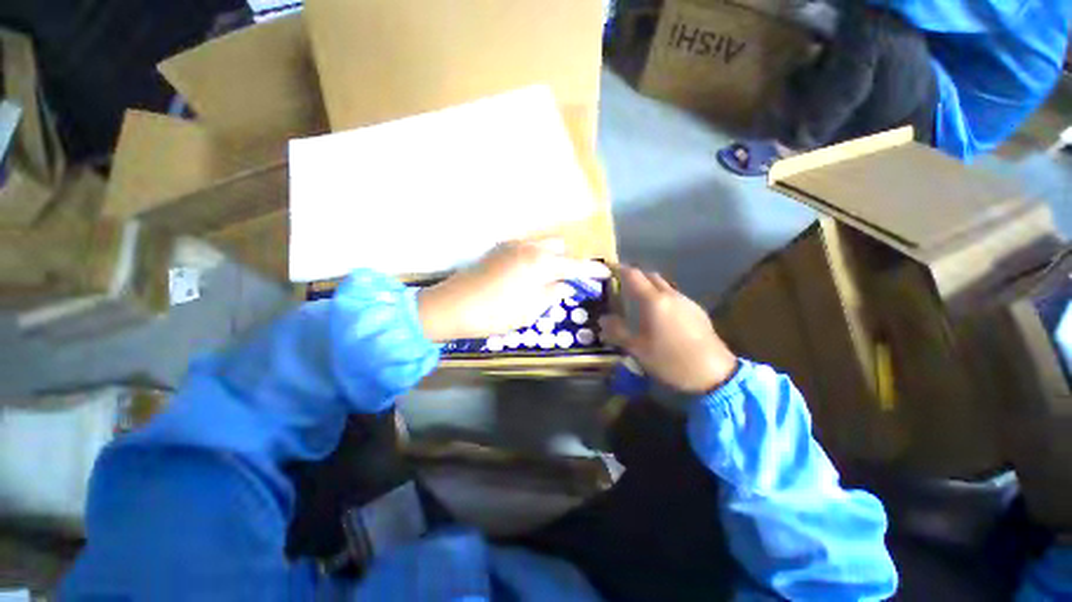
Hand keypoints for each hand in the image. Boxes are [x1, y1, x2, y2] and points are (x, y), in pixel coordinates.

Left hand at [417, 239, 610, 341]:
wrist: (452, 307)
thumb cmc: (495, 313)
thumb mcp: (530, 310)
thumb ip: (552, 294)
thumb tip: (564, 285)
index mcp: (539, 262)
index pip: (574, 264)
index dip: (591, 270)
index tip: (605, 273)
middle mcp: (528, 247)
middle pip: (558, 246)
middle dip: (568, 261)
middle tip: (569, 281)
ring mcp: (510, 246)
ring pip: (541, 245)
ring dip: (551, 258)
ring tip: (549, 279)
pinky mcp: (497, 250)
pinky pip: (526, 248)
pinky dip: (535, 258)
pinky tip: (529, 275)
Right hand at [599, 266, 736, 393]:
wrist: (713, 373)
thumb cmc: (670, 360)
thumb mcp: (638, 349)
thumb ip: (617, 331)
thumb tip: (603, 319)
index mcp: (654, 301)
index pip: (633, 275)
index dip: (620, 269)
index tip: (609, 269)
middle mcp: (671, 295)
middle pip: (650, 276)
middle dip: (635, 276)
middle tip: (622, 286)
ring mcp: (686, 302)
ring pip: (664, 286)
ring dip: (650, 287)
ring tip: (639, 303)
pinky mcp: (697, 311)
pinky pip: (675, 297)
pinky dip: (663, 298)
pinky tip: (661, 317)